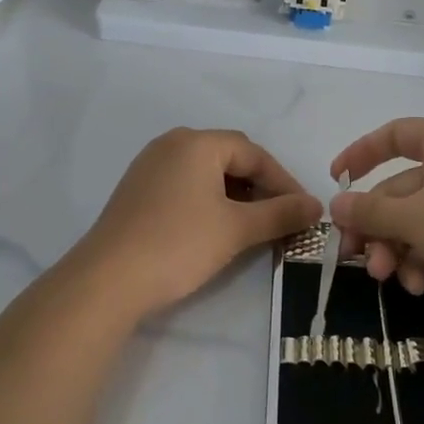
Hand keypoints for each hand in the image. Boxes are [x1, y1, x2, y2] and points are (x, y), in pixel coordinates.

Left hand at [74, 129, 321, 319]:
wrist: (107, 280)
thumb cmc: (178, 245)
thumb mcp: (236, 229)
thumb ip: (280, 213)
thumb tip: (316, 206)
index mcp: (197, 143)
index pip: (254, 153)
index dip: (284, 182)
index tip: (304, 211)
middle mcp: (172, 144)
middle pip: (230, 158)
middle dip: (260, 187)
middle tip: (282, 218)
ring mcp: (150, 165)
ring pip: (207, 173)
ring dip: (236, 195)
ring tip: (254, 226)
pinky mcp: (137, 190)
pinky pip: (185, 185)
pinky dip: (209, 201)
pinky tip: (217, 228)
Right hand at [330, 118, 423, 312]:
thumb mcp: (413, 219)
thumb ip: (369, 211)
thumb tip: (335, 205)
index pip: (395, 135)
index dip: (362, 153)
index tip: (337, 179)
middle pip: (400, 188)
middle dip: (375, 224)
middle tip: (353, 254)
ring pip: (416, 219)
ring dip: (394, 247)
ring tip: (386, 276)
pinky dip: (421, 259)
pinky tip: (416, 284)